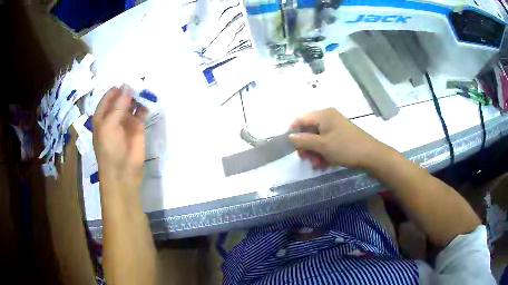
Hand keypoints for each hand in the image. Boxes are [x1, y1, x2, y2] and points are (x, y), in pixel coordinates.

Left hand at [93, 85, 147, 193]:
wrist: (123, 172)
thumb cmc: (110, 149)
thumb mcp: (109, 125)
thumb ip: (118, 105)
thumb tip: (128, 86)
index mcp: (102, 115)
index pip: (109, 96)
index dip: (117, 88)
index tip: (127, 79)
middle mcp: (113, 115)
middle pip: (121, 97)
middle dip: (128, 90)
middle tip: (139, 80)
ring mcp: (126, 121)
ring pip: (132, 103)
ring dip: (137, 96)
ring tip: (144, 88)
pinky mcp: (138, 127)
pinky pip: (141, 112)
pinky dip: (144, 106)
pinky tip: (148, 101)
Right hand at [288, 108, 390, 169]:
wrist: (370, 155)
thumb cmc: (345, 148)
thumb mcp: (322, 145)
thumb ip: (304, 140)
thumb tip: (289, 136)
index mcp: (323, 115)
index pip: (301, 119)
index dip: (293, 131)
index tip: (289, 146)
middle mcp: (329, 117)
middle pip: (309, 129)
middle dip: (306, 146)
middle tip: (304, 159)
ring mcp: (336, 126)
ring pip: (318, 138)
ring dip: (314, 152)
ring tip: (316, 165)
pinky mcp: (341, 135)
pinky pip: (327, 142)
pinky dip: (323, 152)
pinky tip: (324, 164)